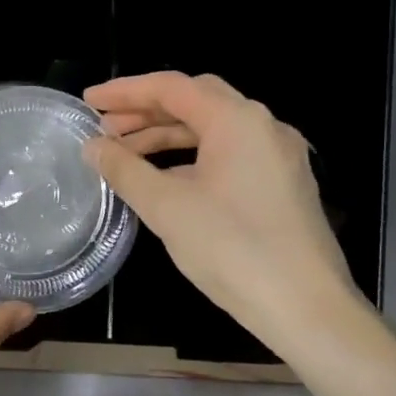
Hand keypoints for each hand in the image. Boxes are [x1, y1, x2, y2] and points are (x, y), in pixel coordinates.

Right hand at [82, 71, 362, 351]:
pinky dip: (192, 157)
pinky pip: (230, 154)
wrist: (307, 308)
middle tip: (104, 128)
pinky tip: (166, 179)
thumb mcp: (166, 207)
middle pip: (195, 102)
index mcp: (237, 120)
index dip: (125, 91)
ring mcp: (278, 156)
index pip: (172, 87)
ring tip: (125, 155)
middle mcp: (264, 126)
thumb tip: (93, 147)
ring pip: (213, 130)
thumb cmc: (232, 249)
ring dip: (167, 137)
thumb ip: (125, 169)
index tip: (89, 101)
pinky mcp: (283, 184)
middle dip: (145, 111)